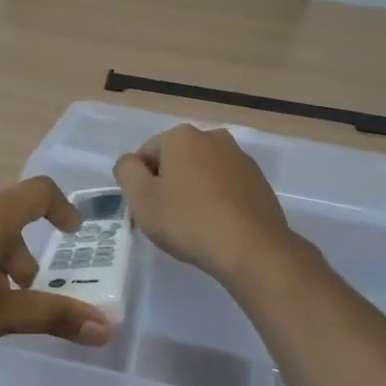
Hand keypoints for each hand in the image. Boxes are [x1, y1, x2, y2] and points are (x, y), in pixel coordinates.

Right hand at [114, 125, 299, 287]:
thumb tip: (132, 163)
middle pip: (176, 161)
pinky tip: (218, 226)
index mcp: (182, 136)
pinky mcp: (259, 181)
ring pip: (202, 173)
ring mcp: (240, 158)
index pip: (146, 155)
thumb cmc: (188, 221)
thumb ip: (126, 171)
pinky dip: (217, 200)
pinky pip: (226, 187)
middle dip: (168, 185)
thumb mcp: (141, 198)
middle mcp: (213, 137)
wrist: (252, 249)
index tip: (148, 211)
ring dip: (193, 192)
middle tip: (168, 220)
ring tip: (195, 226)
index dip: (141, 184)